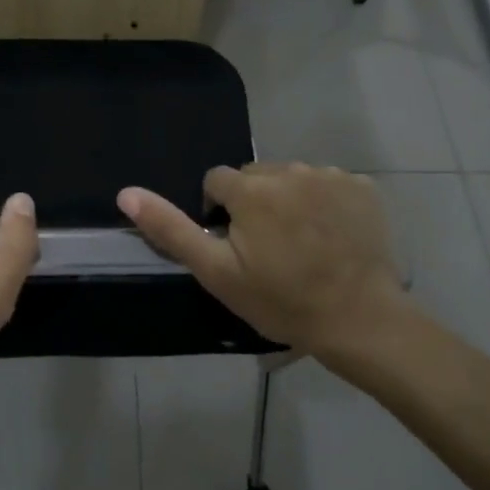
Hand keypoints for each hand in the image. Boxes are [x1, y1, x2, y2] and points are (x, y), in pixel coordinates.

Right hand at [118, 162, 406, 364]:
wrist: (359, 320)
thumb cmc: (281, 301)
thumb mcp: (216, 273)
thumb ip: (170, 229)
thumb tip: (126, 193)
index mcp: (250, 189)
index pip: (217, 182)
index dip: (220, 214)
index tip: (235, 247)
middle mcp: (289, 169)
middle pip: (256, 177)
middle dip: (254, 203)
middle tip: (268, 249)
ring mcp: (331, 176)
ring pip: (293, 179)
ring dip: (290, 200)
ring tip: (302, 244)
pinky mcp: (362, 187)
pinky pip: (330, 185)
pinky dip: (325, 203)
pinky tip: (332, 237)